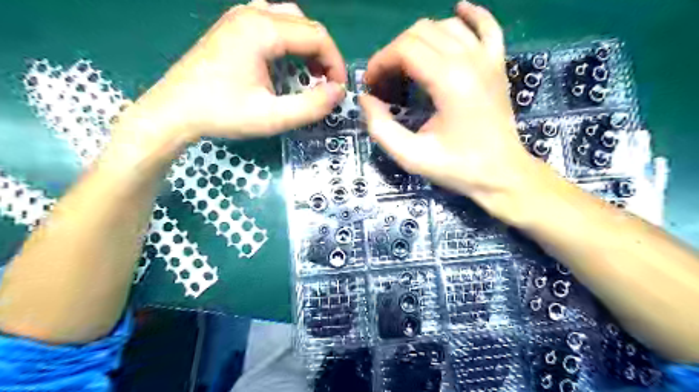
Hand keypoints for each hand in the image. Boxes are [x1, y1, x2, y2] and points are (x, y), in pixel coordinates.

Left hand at [120, 0, 349, 142]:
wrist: (174, 111)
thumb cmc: (222, 114)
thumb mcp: (272, 117)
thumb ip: (311, 106)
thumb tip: (338, 92)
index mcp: (262, 30)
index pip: (317, 36)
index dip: (335, 63)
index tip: (338, 90)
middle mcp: (252, 13)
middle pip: (306, 24)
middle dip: (324, 55)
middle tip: (326, 84)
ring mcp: (239, 16)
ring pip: (290, 19)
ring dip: (307, 45)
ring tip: (310, 73)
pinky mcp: (232, 25)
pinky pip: (272, 21)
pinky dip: (289, 40)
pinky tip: (286, 60)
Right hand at [358, 0, 542, 221]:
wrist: (502, 174)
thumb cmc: (458, 167)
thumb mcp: (411, 156)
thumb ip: (381, 127)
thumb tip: (366, 100)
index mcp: (449, 81)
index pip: (405, 48)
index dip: (380, 62)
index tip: (370, 84)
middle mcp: (470, 60)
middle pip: (421, 32)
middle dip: (394, 53)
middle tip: (385, 81)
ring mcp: (488, 59)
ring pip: (445, 26)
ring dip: (419, 40)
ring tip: (407, 66)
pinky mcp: (497, 64)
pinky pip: (486, 26)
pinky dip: (470, 15)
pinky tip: (457, 11)